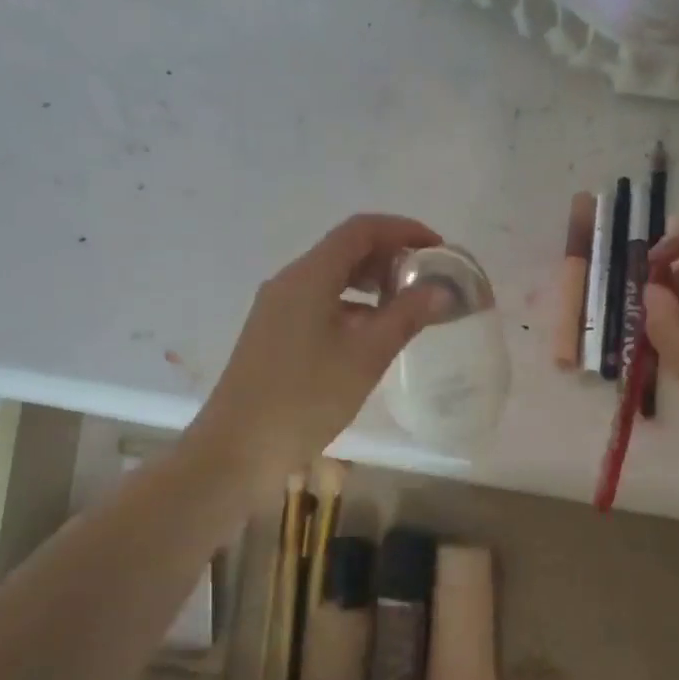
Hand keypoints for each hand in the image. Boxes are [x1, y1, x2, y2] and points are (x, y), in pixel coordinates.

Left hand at [189, 213, 450, 485]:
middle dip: (390, 257)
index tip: (438, 248)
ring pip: (332, 277)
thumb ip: (406, 317)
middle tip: (427, 280)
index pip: (361, 230)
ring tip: (406, 307)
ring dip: (371, 282)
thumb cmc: (305, 398)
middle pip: (345, 250)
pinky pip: (319, 301)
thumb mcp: (366, 356)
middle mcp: (289, 281)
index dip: (403, 230)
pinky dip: (352, 305)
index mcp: (308, 276)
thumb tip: (441, 290)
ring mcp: (277, 307)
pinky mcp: (273, 332)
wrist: (237, 449)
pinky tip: (371, 334)